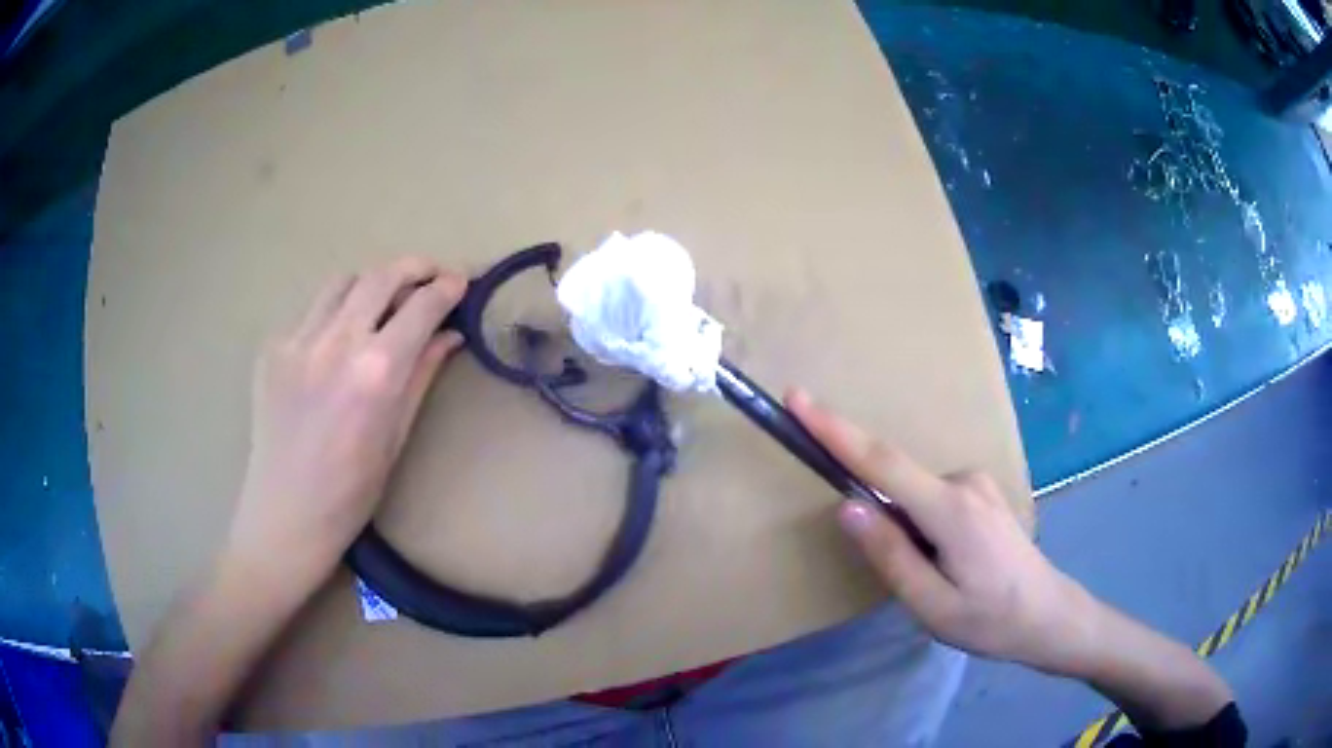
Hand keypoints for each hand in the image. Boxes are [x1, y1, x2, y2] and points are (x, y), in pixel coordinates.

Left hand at [227, 257, 466, 578]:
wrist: (285, 513)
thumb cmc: (351, 491)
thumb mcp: (396, 435)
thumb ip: (422, 374)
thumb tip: (450, 334)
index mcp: (376, 372)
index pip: (421, 306)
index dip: (447, 287)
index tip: (460, 281)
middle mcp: (336, 343)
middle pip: (381, 276)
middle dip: (413, 267)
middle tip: (430, 276)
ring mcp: (298, 340)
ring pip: (342, 282)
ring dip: (370, 283)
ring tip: (382, 302)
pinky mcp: (272, 347)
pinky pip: (311, 312)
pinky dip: (334, 313)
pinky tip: (336, 342)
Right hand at [788, 389, 1100, 676]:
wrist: (1049, 614)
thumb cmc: (990, 620)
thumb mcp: (932, 606)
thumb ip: (890, 555)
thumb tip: (848, 507)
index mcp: (951, 510)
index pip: (882, 462)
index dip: (836, 430)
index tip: (798, 399)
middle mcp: (965, 481)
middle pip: (898, 483)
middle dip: (883, 518)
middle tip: (913, 576)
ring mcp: (978, 483)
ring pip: (916, 497)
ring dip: (908, 532)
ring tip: (939, 582)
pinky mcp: (982, 491)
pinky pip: (934, 498)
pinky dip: (923, 525)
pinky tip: (950, 565)